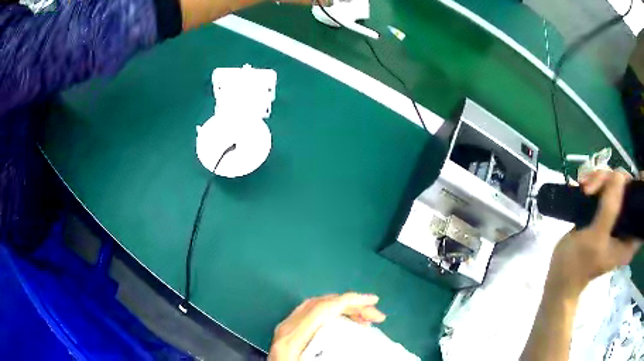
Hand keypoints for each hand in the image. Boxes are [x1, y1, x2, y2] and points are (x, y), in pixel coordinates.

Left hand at [268, 292, 385, 360]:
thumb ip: (335, 353)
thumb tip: (362, 343)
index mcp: (292, 339)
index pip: (323, 309)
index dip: (350, 301)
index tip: (373, 302)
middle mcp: (286, 329)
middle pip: (321, 304)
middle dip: (352, 304)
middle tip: (375, 315)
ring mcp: (284, 330)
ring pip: (315, 306)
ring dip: (341, 307)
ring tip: (363, 318)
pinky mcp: (286, 334)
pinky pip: (309, 314)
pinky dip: (330, 313)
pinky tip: (342, 321)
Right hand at [547, 170, 640, 297]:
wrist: (559, 276)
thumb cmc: (578, 264)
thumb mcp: (595, 239)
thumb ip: (610, 209)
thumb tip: (619, 175)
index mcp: (629, 238)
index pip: (642, 209)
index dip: (640, 189)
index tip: (633, 178)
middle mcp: (626, 226)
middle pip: (628, 188)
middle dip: (613, 180)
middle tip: (595, 185)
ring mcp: (615, 218)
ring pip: (615, 184)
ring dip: (600, 180)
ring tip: (585, 187)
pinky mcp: (605, 213)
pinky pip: (605, 188)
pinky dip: (595, 183)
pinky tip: (584, 186)